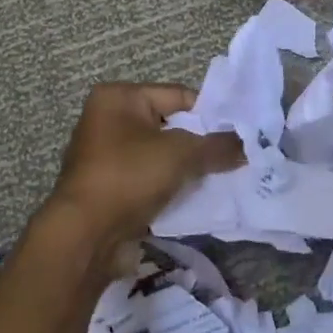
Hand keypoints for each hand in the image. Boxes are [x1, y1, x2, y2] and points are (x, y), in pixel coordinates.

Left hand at [39, 83, 242, 269]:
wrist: (85, 236)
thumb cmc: (129, 177)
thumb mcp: (181, 155)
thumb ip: (218, 147)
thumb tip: (248, 145)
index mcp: (118, 97)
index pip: (177, 95)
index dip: (210, 114)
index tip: (238, 133)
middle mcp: (107, 119)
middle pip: (170, 125)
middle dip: (199, 143)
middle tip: (233, 156)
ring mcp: (105, 155)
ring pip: (160, 155)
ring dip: (185, 167)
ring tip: (220, 177)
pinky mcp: (108, 187)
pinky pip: (148, 179)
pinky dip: (169, 186)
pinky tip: (195, 197)